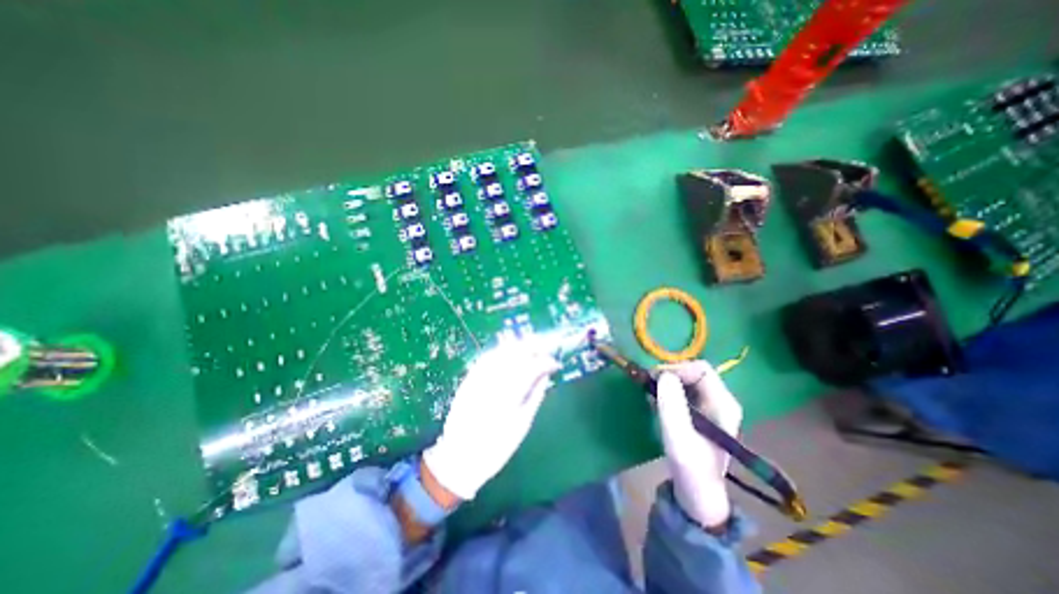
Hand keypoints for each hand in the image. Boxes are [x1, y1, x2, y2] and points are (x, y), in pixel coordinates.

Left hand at [423, 344, 561, 499]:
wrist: (458, 457)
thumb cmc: (496, 447)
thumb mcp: (521, 424)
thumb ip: (535, 396)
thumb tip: (546, 376)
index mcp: (509, 396)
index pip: (531, 368)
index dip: (545, 362)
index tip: (555, 364)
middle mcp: (492, 382)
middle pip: (515, 354)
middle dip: (532, 348)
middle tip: (544, 351)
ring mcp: (477, 379)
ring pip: (500, 352)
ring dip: (517, 347)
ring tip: (529, 349)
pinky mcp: (468, 380)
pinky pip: (486, 359)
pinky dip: (499, 352)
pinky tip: (508, 354)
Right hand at [659, 359, 737, 526]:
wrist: (698, 495)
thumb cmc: (691, 468)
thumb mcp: (678, 437)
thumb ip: (672, 405)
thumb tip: (663, 375)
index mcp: (724, 404)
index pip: (700, 369)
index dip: (676, 369)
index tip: (654, 379)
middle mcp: (721, 400)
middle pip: (693, 372)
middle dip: (669, 375)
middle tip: (649, 386)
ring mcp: (712, 406)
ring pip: (686, 380)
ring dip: (666, 384)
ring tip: (651, 396)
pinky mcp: (701, 412)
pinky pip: (683, 391)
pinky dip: (667, 392)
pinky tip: (657, 403)